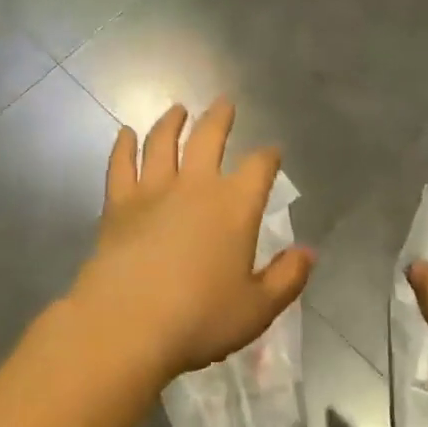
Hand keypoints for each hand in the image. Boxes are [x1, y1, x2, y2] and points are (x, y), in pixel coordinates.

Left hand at [70, 98, 314, 383]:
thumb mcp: (257, 308)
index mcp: (234, 206)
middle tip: (224, 103)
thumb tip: (309, 252)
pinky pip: (121, 165)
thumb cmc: (199, 319)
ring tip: (177, 110)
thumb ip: (287, 278)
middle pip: (209, 139)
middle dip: (219, 118)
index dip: (268, 156)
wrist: (127, 323)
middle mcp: (195, 186)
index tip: (273, 151)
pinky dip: (123, 146)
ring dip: (171, 122)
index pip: (258, 168)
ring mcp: (152, 190)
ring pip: (162, 142)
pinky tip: (125, 133)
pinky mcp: (118, 204)